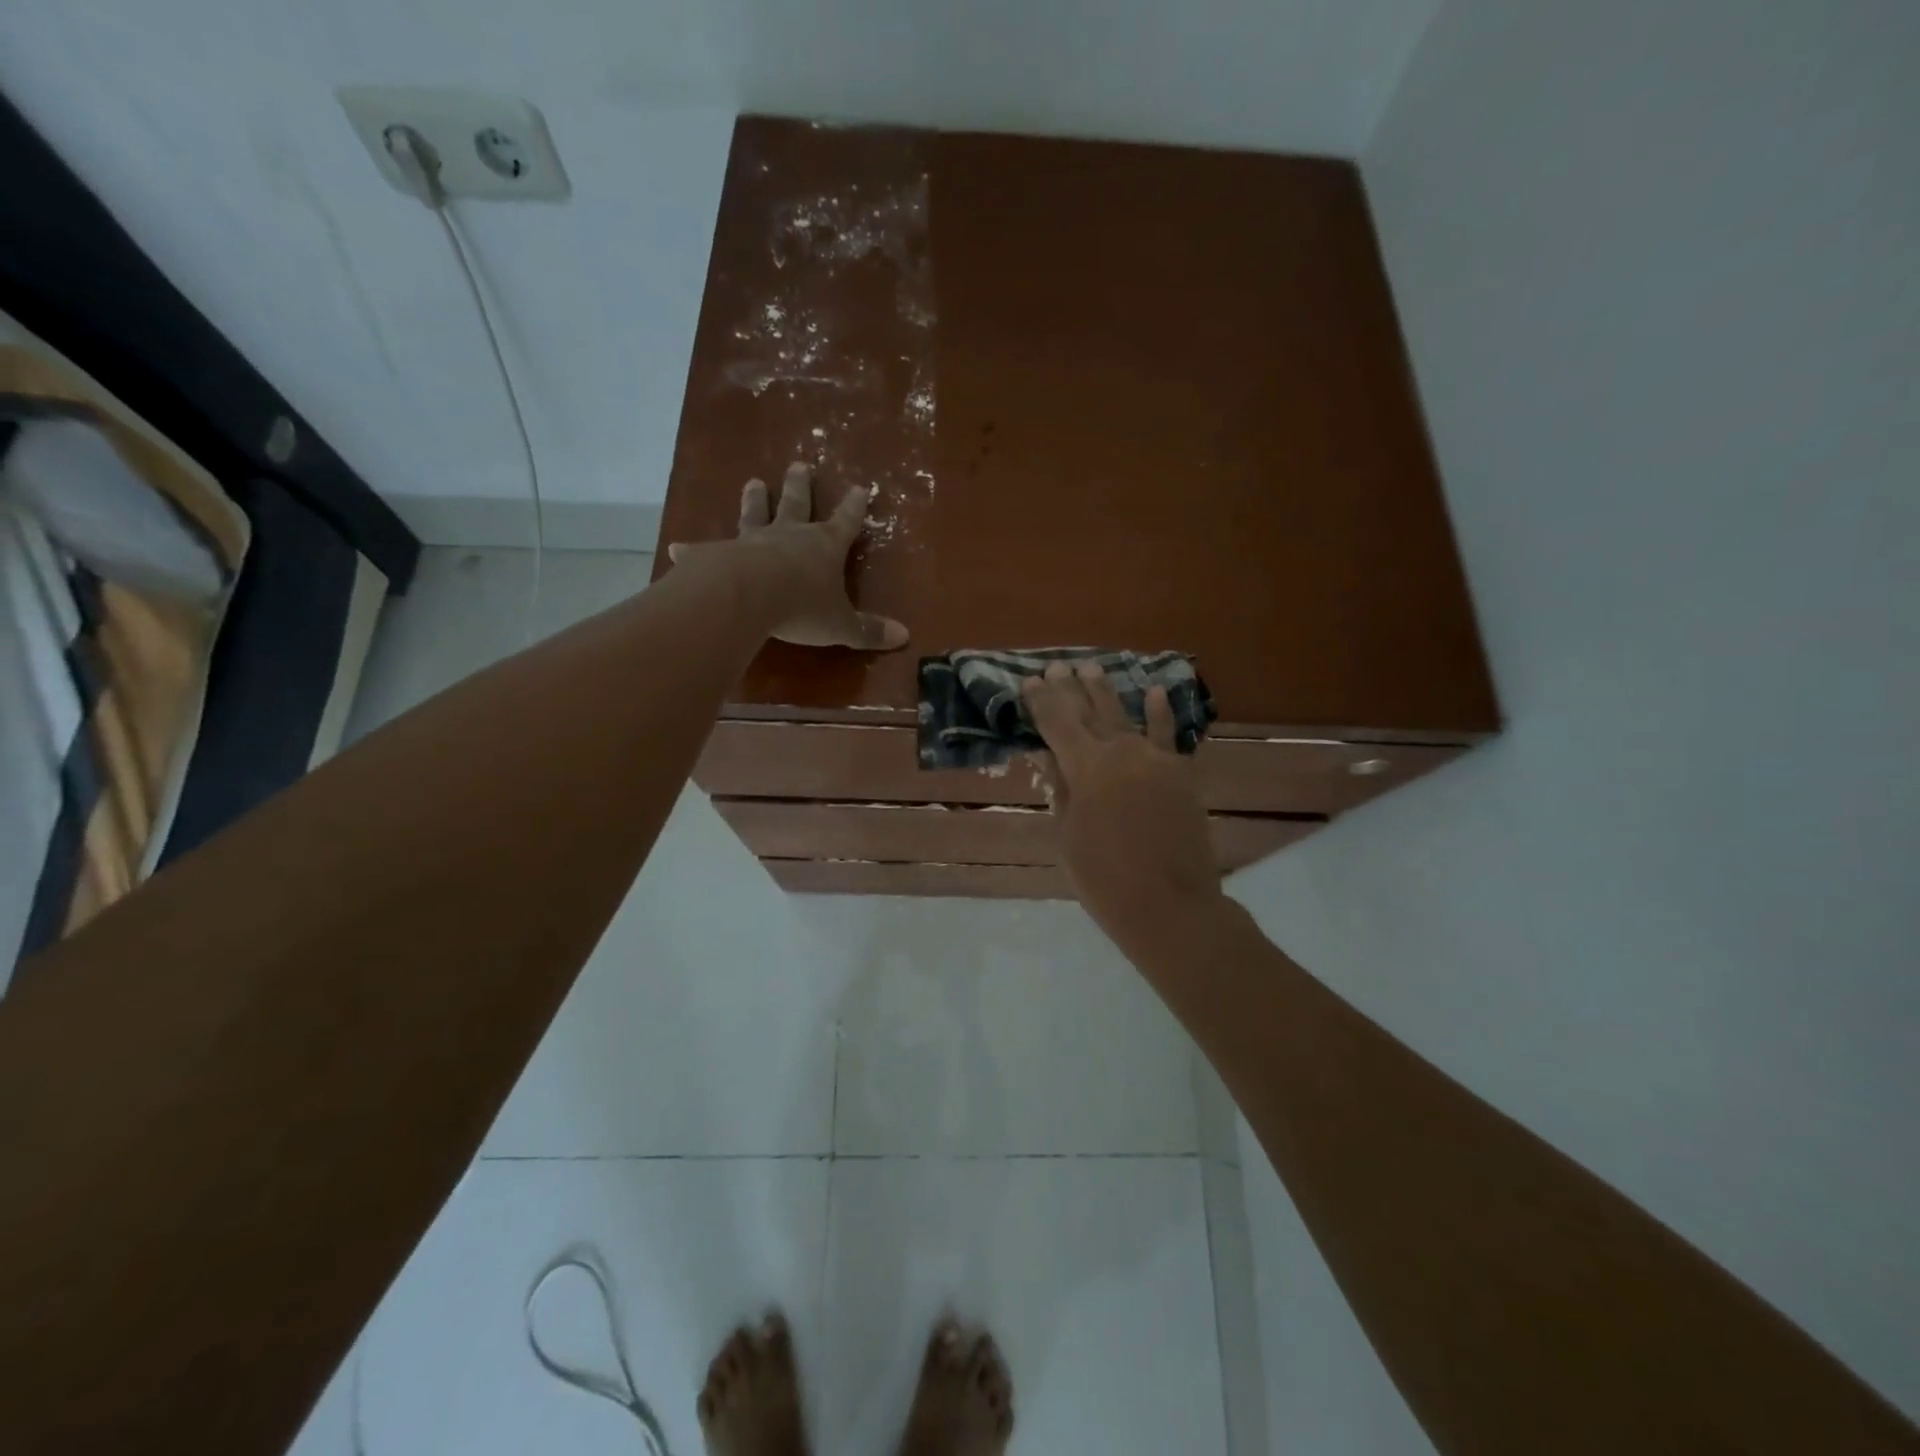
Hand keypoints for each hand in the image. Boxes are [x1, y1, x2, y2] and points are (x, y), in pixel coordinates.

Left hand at [667, 462, 908, 649]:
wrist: (748, 597)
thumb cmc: (802, 608)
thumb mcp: (842, 625)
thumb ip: (869, 631)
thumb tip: (904, 636)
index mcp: (824, 547)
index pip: (846, 522)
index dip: (855, 507)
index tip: (861, 487)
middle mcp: (789, 536)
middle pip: (797, 505)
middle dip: (800, 486)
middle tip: (799, 465)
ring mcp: (752, 542)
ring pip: (755, 515)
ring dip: (755, 500)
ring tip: (753, 482)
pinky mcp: (718, 555)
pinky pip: (706, 550)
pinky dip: (693, 549)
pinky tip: (677, 547)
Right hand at [1022, 662, 1225, 958]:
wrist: (1170, 904)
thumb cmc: (1104, 878)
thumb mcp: (1068, 835)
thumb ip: (1061, 790)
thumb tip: (1047, 755)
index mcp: (1085, 767)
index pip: (1056, 723)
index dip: (1041, 701)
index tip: (1029, 681)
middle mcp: (1120, 751)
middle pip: (1089, 712)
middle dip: (1070, 688)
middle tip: (1057, 666)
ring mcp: (1155, 759)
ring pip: (1125, 716)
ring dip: (1106, 691)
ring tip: (1091, 667)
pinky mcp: (1180, 773)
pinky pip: (1169, 736)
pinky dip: (1160, 713)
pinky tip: (1154, 692)